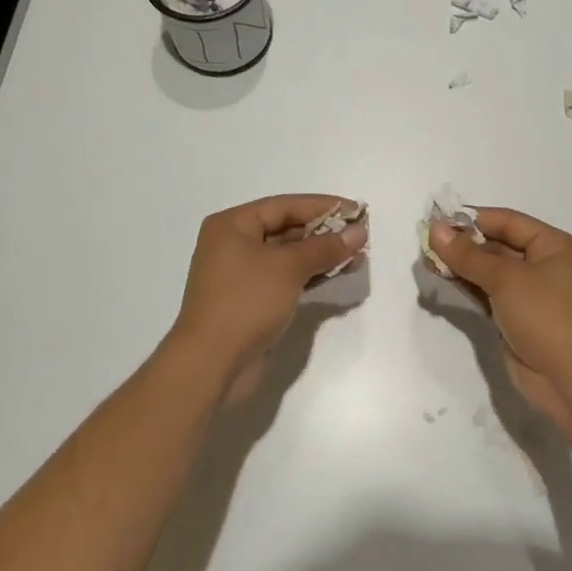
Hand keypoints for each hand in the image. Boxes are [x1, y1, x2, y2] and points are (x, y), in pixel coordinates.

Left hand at [171, 194, 368, 398]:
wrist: (211, 365)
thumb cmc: (246, 302)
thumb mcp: (289, 267)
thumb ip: (326, 247)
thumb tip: (359, 232)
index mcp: (232, 225)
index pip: (284, 206)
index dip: (322, 206)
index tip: (356, 211)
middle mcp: (234, 244)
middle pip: (286, 229)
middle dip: (324, 232)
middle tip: (361, 234)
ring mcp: (242, 275)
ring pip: (289, 256)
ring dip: (322, 255)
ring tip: (358, 255)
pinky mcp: (252, 301)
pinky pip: (287, 278)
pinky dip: (311, 274)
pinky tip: (339, 273)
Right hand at [428, 208, 571, 431]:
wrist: (571, 382)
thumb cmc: (546, 316)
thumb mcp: (506, 279)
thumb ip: (467, 254)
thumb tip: (434, 228)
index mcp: (553, 245)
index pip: (508, 221)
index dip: (473, 218)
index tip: (438, 218)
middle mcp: (544, 264)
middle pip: (498, 244)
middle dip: (464, 242)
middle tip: (426, 240)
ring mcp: (530, 294)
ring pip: (490, 270)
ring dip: (461, 264)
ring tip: (427, 258)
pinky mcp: (516, 318)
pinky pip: (487, 293)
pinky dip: (466, 284)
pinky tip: (441, 277)